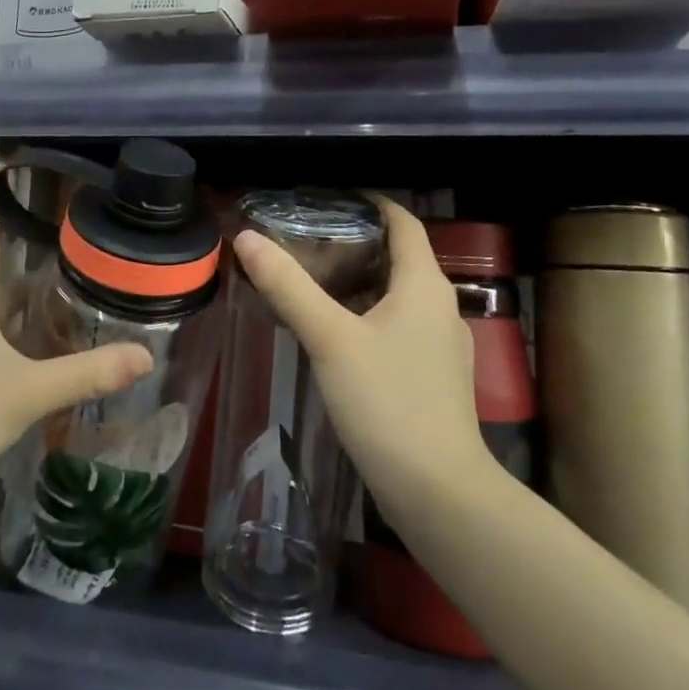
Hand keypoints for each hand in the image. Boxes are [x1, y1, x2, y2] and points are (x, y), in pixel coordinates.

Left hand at [0, 196, 153, 491]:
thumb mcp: (23, 391)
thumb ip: (85, 373)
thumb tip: (146, 354)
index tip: (18, 170)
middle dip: (31, 249)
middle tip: (78, 230)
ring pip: (4, 313)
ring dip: (35, 297)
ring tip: (81, 280)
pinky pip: (7, 348)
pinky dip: (33, 339)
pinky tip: (60, 347)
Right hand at [232, 196, 486, 512]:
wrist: (438, 491)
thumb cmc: (387, 402)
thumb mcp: (330, 338)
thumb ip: (288, 286)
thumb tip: (248, 238)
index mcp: (424, 285)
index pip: (404, 223)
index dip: (372, 203)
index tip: (331, 198)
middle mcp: (440, 307)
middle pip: (399, 258)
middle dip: (355, 244)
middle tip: (305, 240)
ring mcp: (440, 346)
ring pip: (397, 296)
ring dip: (359, 283)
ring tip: (312, 283)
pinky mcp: (432, 377)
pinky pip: (398, 328)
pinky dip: (367, 316)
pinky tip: (335, 335)